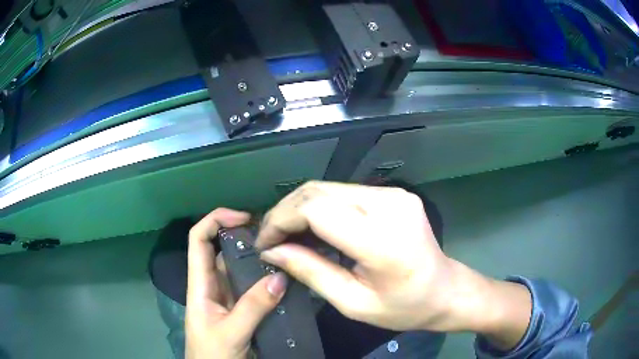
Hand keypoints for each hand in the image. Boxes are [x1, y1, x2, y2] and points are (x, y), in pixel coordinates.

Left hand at [185, 209, 287, 358]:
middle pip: (222, 250)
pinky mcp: (240, 310)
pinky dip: (265, 281)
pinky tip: (284, 279)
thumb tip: (280, 277)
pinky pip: (252, 289)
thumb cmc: (212, 355)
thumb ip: (253, 307)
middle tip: (275, 234)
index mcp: (200, 285)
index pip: (199, 240)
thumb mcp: (231, 333)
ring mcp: (227, 298)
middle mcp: (212, 285)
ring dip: (258, 260)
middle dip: (244, 236)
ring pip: (240, 270)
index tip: (244, 217)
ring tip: (285, 252)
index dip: (216, 220)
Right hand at [256, 182, 530, 348]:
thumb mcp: (354, 303)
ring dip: (301, 207)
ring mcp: (394, 194)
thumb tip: (273, 251)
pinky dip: (321, 206)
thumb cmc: (404, 308)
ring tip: (286, 233)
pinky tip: (313, 226)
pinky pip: (345, 192)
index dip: (281, 220)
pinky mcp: (394, 193)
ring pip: (329, 188)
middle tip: (271, 238)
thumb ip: (311, 272)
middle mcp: (390, 205)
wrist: (446, 290)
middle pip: (319, 191)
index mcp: (383, 240)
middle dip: (286, 211)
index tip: (265, 243)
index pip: (317, 209)